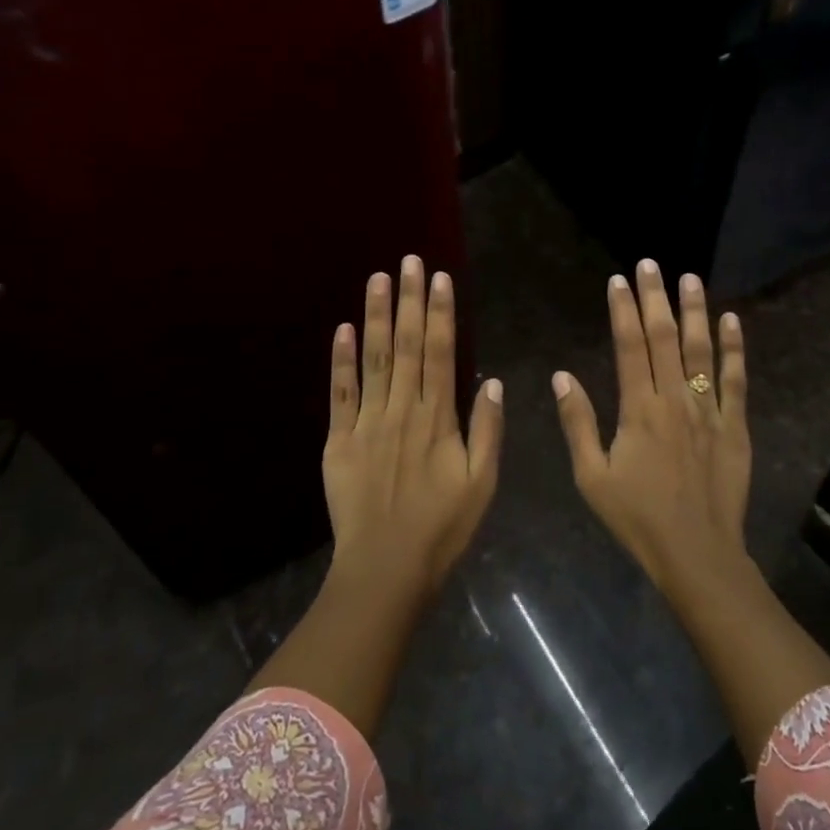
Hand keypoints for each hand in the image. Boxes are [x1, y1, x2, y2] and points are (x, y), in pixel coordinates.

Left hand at [323, 255, 502, 602]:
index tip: (439, 278)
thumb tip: (491, 380)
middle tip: (408, 260)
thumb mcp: (482, 483)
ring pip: (373, 360)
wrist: (386, 569)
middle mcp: (401, 410)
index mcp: (437, 418)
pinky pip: (340, 394)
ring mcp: (367, 423)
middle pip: (405, 345)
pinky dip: (340, 361)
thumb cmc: (442, 528)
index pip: (439, 352)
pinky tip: (342, 329)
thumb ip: (487, 430)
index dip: (439, 313)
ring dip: (375, 316)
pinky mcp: (339, 442)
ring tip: (378, 278)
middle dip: (408, 299)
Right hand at [552, 260, 750, 593]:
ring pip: (701, 350)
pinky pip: (736, 380)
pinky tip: (732, 321)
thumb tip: (562, 377)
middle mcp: (674, 400)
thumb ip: (578, 423)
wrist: (697, 554)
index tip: (619, 280)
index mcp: (638, 410)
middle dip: (656, 297)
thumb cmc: (637, 518)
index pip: (630, 346)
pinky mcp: (734, 426)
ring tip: (691, 278)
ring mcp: (708, 411)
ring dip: (695, 311)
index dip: (623, 309)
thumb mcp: (592, 476)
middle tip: (651, 264)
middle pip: (665, 338)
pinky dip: (735, 349)